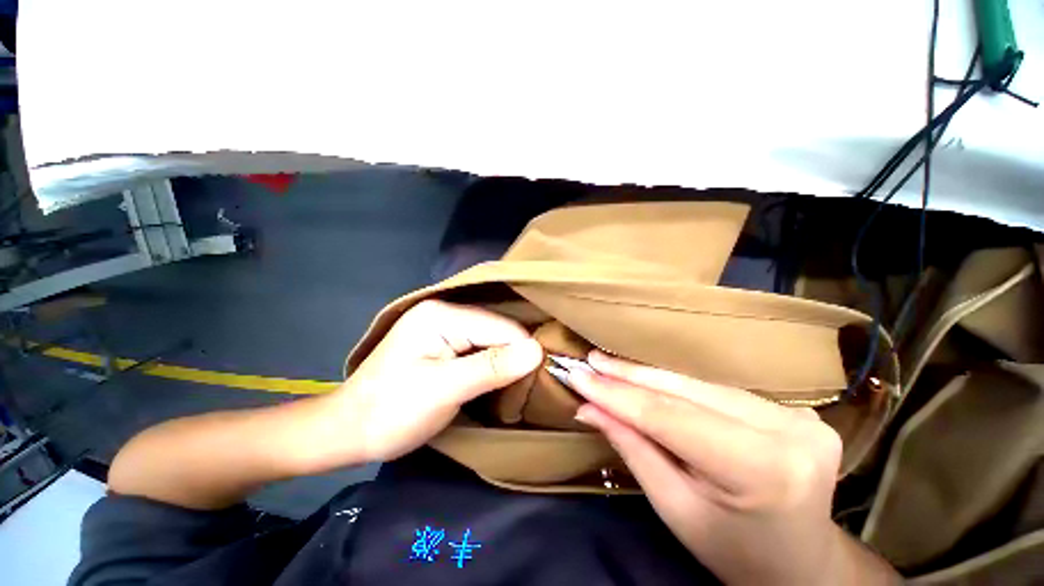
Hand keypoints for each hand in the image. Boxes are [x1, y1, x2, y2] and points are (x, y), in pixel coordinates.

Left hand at [321, 300, 542, 464]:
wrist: (348, 431)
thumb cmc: (391, 411)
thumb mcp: (444, 390)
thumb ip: (492, 367)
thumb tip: (537, 351)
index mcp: (442, 316)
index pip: (500, 327)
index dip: (523, 351)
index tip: (539, 380)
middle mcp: (445, 312)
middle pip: (497, 330)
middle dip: (515, 355)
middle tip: (532, 384)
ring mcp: (443, 326)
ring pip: (491, 339)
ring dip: (506, 360)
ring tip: (521, 382)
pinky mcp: (444, 342)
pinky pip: (480, 347)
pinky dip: (493, 363)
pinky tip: (501, 376)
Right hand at [571, 351, 898, 584]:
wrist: (801, 561)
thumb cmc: (733, 549)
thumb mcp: (675, 509)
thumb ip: (632, 448)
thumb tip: (588, 407)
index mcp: (764, 471)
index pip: (671, 418)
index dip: (618, 395)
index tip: (578, 376)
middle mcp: (789, 432)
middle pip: (686, 393)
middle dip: (629, 377)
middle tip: (590, 363)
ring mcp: (797, 416)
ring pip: (699, 385)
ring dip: (648, 376)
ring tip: (608, 366)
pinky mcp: (793, 409)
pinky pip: (715, 389)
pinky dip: (675, 384)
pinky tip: (646, 377)